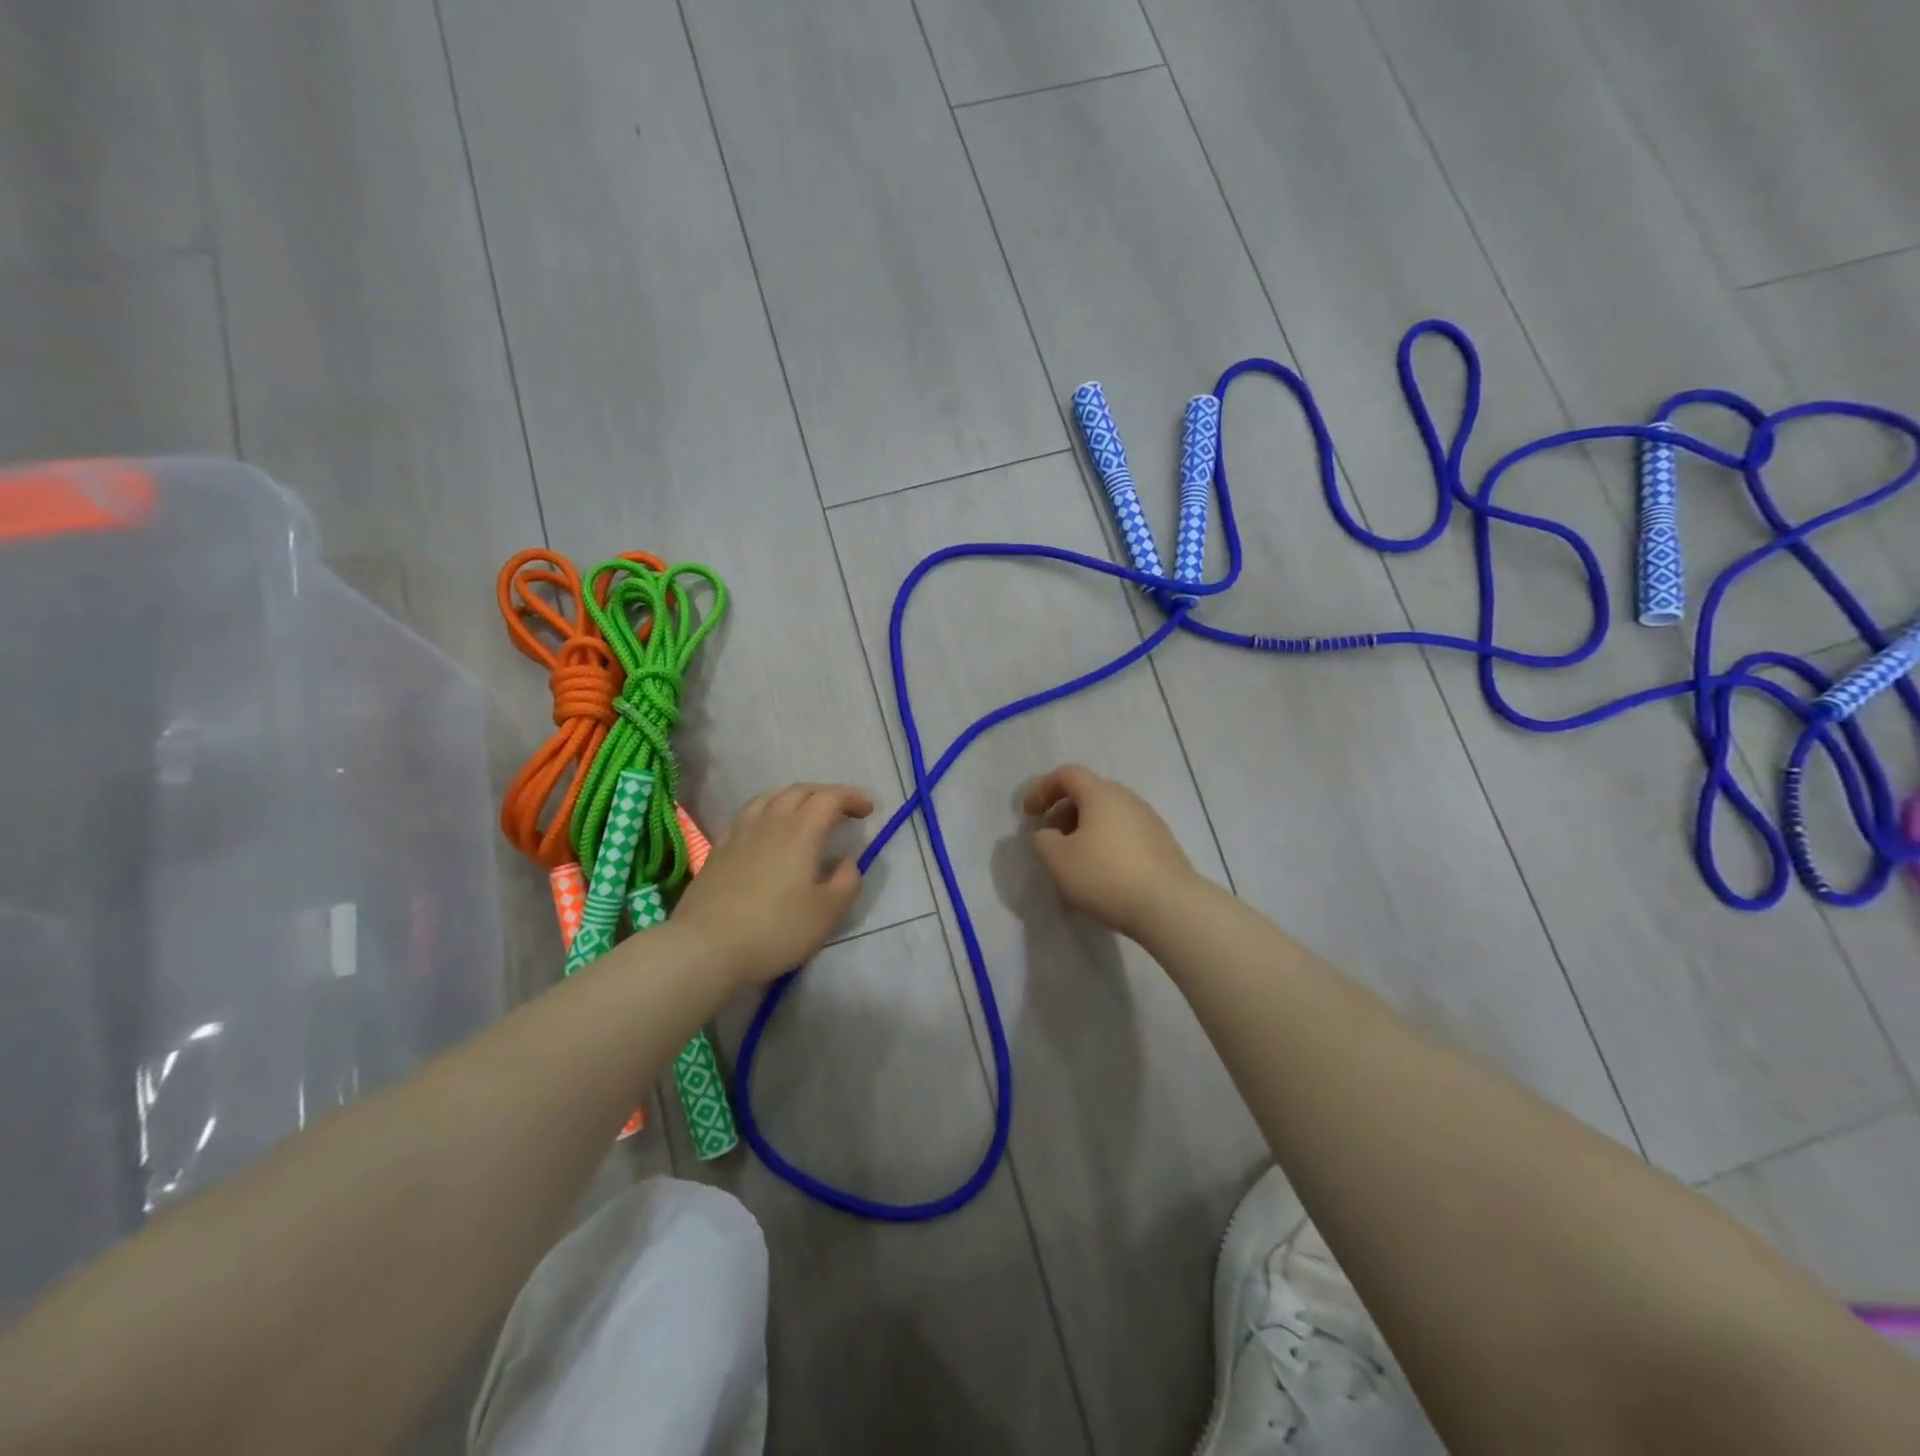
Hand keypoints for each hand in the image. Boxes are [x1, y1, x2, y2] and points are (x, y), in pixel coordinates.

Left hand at [672, 783, 872, 985]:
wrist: (706, 946)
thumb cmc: (775, 929)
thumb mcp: (827, 913)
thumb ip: (846, 881)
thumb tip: (845, 861)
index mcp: (801, 831)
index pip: (829, 797)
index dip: (851, 797)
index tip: (867, 811)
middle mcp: (770, 821)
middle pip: (800, 791)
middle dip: (826, 794)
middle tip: (842, 811)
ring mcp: (740, 832)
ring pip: (771, 797)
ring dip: (795, 798)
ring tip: (806, 814)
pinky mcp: (719, 848)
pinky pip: (749, 813)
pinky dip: (769, 810)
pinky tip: (769, 830)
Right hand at [1023, 765, 1200, 940]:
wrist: (1169, 905)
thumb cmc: (1105, 875)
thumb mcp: (1057, 860)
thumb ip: (1043, 841)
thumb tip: (1049, 834)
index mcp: (1101, 794)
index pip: (1067, 775)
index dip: (1043, 789)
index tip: (1028, 814)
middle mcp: (1128, 799)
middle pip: (1090, 794)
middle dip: (1064, 813)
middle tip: (1051, 839)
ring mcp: (1150, 821)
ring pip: (1108, 817)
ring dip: (1086, 832)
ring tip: (1074, 863)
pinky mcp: (1163, 845)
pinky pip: (1125, 836)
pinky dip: (1106, 846)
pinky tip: (1102, 877)